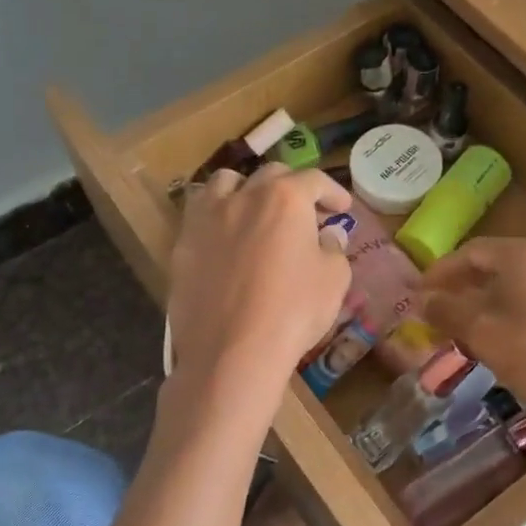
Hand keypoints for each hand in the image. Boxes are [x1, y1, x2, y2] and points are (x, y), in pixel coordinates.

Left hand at [167, 164, 351, 387]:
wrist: (232, 350)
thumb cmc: (292, 311)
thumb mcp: (334, 279)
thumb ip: (333, 248)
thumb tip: (326, 236)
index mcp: (285, 198)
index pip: (314, 180)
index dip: (333, 191)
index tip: (341, 209)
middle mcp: (244, 196)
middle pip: (270, 175)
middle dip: (292, 187)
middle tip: (304, 212)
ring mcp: (208, 217)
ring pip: (226, 182)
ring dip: (246, 188)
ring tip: (255, 210)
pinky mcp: (183, 242)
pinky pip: (199, 212)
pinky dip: (217, 213)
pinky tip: (225, 235)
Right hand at [419, 237, 525, 473]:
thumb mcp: (483, 334)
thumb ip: (448, 310)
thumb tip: (423, 298)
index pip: (472, 252)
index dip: (441, 272)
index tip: (420, 293)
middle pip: (503, 268)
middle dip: (471, 290)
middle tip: (448, 315)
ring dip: (502, 305)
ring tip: (486, 334)